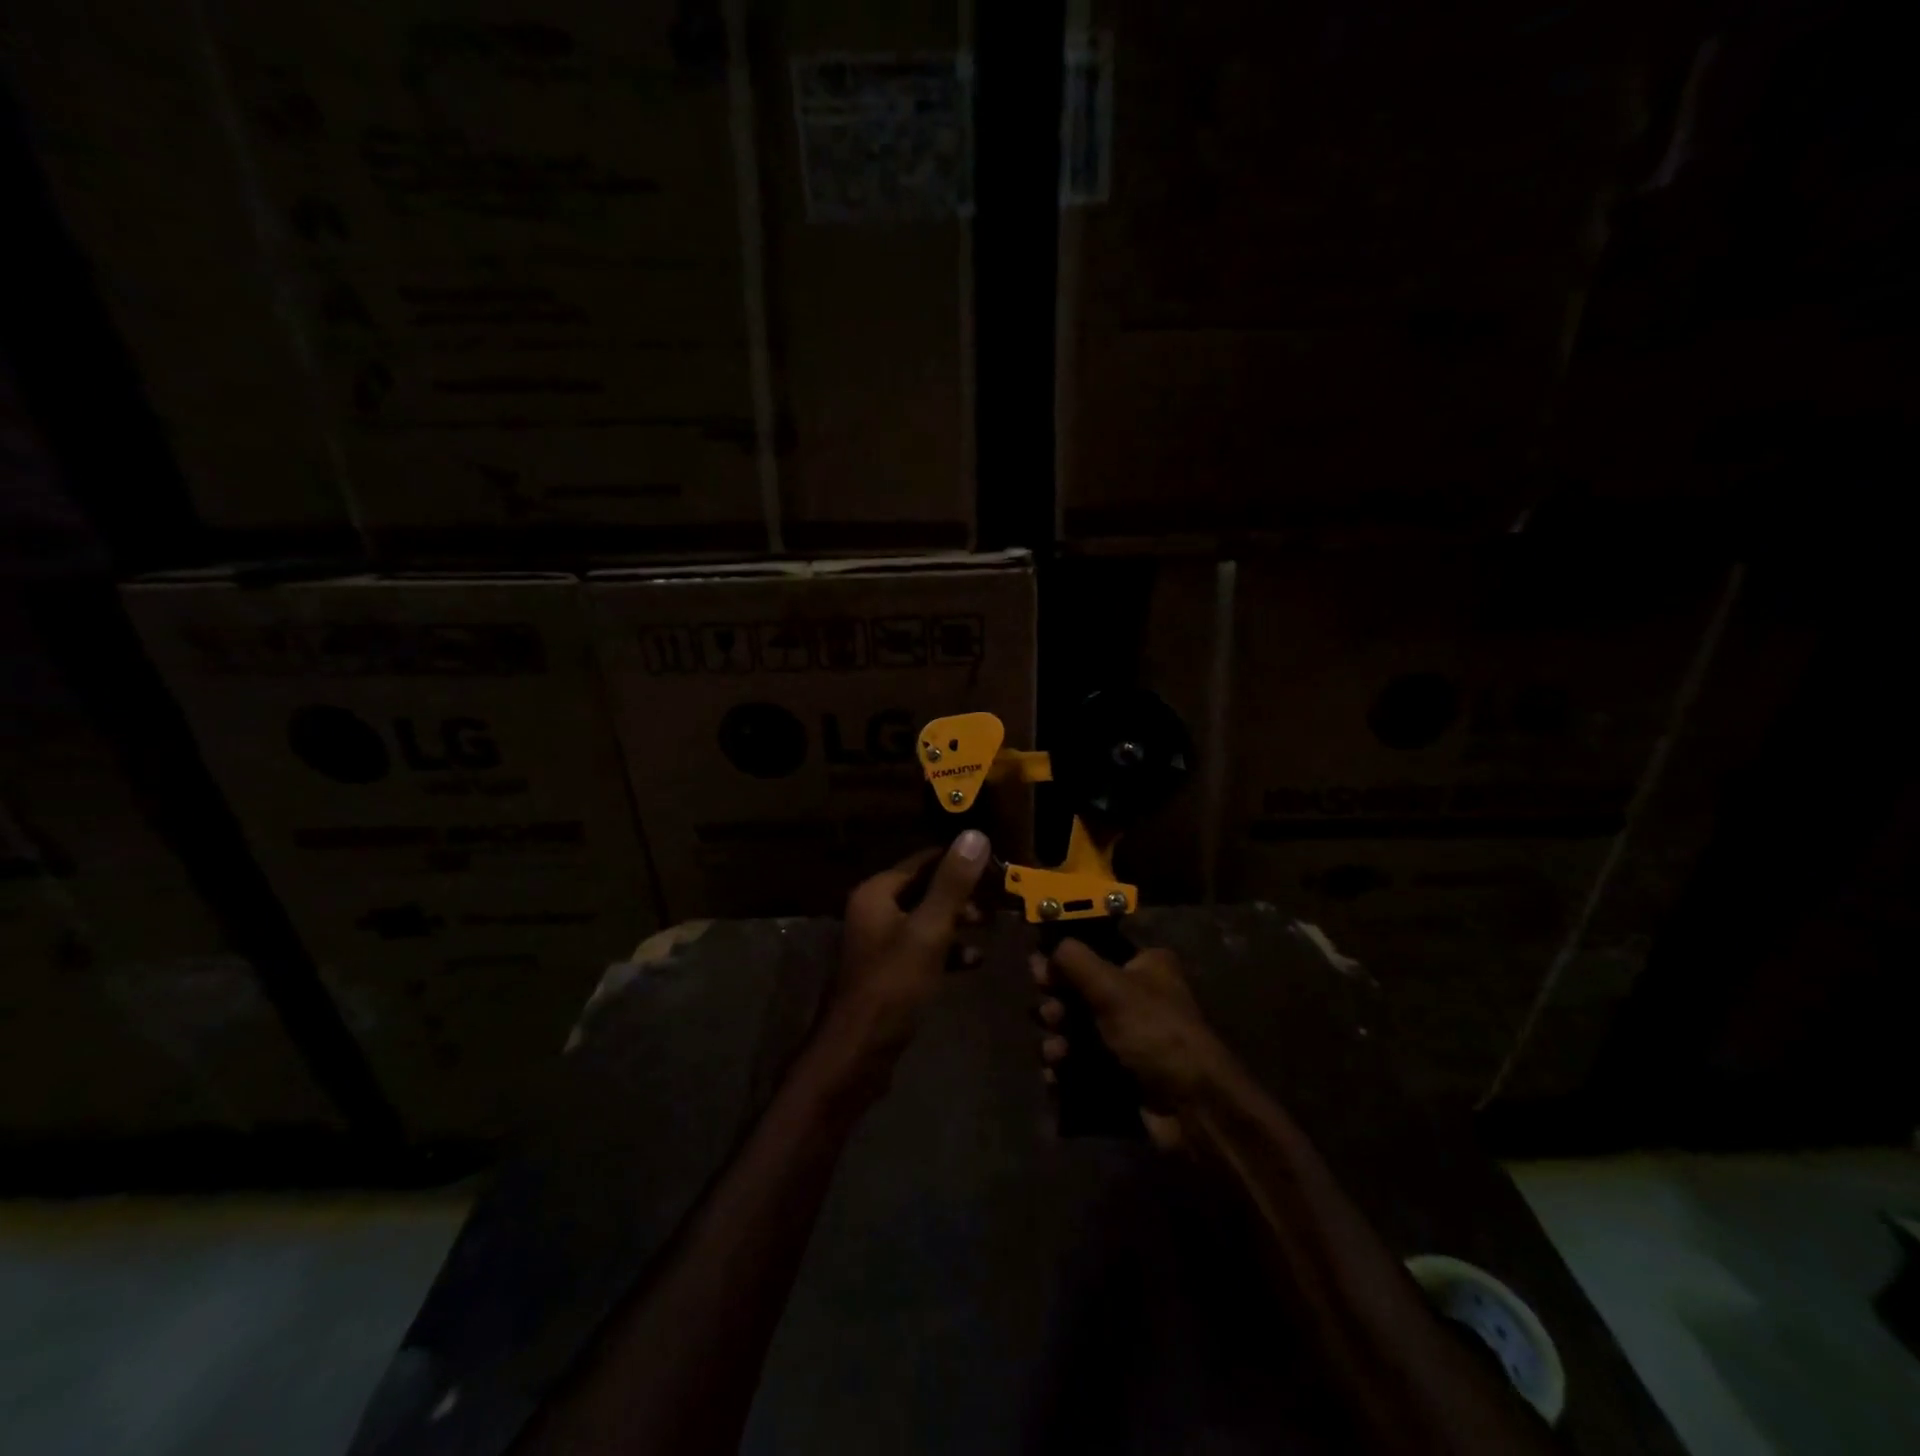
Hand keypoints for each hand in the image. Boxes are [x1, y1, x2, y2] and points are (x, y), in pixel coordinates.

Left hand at [826, 830, 992, 1068]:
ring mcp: (880, 941)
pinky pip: (924, 948)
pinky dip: (948, 950)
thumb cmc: (892, 987)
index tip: (1000, 867)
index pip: (925, 861)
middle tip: (1001, 899)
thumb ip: (952, 884)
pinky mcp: (889, 971)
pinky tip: (974, 960)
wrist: (855, 1055)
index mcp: (877, 892)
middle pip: (927, 888)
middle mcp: (875, 909)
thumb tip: (975, 834)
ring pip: (928, 919)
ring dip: (958, 921)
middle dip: (964, 893)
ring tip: (991, 925)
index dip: (962, 861)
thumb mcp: (929, 931)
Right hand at [1032, 942, 1241, 1116]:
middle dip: (1058, 1005)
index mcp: (1145, 965)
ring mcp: (1130, 1037)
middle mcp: (1138, 996)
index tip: (1039, 973)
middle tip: (1051, 1016)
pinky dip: (1066, 1067)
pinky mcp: (1122, 1071)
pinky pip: (1083, 1061)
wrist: (1192, 1106)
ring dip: (1059, 1038)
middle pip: (1080, 991)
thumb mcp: (1111, 986)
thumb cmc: (1153, 1031)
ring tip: (1056, 1053)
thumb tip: (1046, 951)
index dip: (1063, 961)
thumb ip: (1073, 960)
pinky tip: (1055, 1076)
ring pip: (1078, 1029)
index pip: (1094, 951)